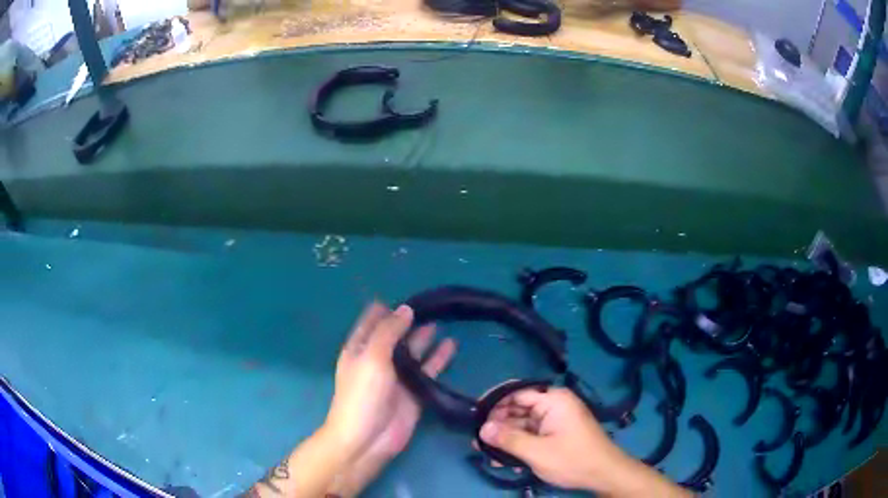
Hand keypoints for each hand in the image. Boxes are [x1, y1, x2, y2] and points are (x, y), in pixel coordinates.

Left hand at [324, 303, 456, 495]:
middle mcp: (378, 359)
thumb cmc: (363, 394)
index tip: (408, 295)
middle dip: (410, 320)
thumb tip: (406, 309)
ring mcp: (397, 376)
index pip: (372, 321)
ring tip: (444, 320)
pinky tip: (452, 345)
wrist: (368, 439)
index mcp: (360, 348)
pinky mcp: (414, 392)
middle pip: (395, 334)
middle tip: (434, 305)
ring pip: (414, 351)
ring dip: (425, 337)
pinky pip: (429, 370)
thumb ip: (389, 332)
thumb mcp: (372, 357)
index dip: (387, 308)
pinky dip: (439, 358)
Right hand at [478, 388, 689, 497]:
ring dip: (505, 438)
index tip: (474, 416)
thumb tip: (481, 428)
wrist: (604, 474)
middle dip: (497, 425)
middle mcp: (554, 405)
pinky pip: (532, 434)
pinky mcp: (556, 434)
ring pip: (523, 424)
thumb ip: (509, 439)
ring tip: (485, 452)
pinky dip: (518, 445)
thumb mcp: (537, 451)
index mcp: (553, 400)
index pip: (516, 393)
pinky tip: (503, 459)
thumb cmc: (573, 459)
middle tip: (477, 440)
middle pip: (518, 409)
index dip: (494, 403)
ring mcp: (555, 420)